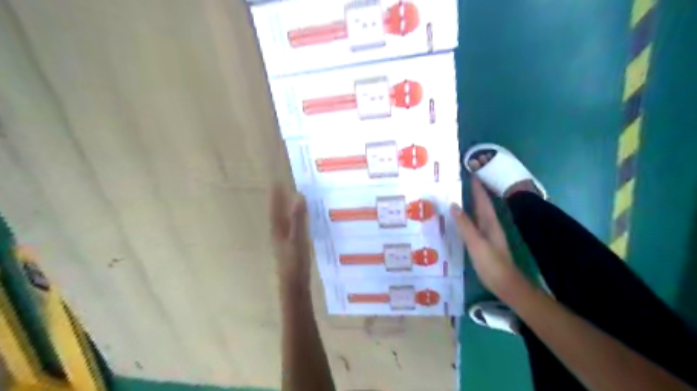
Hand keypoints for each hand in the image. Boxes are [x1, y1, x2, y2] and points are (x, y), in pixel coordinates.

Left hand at [269, 184, 310, 289]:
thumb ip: (298, 219)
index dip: (276, 195)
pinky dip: (291, 219)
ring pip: (282, 220)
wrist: (293, 284)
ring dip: (284, 209)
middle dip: (279, 200)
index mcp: (278, 230)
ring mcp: (282, 241)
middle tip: (282, 187)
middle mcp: (278, 234)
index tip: (276, 181)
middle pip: (277, 213)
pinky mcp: (289, 246)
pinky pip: (288, 227)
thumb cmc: (295, 262)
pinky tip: (297, 220)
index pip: (276, 208)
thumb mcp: (298, 239)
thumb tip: (299, 197)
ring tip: (289, 199)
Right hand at [452, 178, 528, 299]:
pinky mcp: (483, 242)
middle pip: (481, 204)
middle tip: (460, 181)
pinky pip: (474, 223)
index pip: (482, 199)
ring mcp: (487, 234)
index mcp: (490, 222)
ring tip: (457, 195)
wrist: (505, 283)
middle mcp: (490, 225)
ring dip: (470, 203)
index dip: (476, 187)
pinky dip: (467, 216)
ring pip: (478, 213)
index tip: (470, 173)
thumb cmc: (491, 262)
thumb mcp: (476, 242)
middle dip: (473, 192)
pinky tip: (459, 218)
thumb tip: (454, 205)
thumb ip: (465, 224)